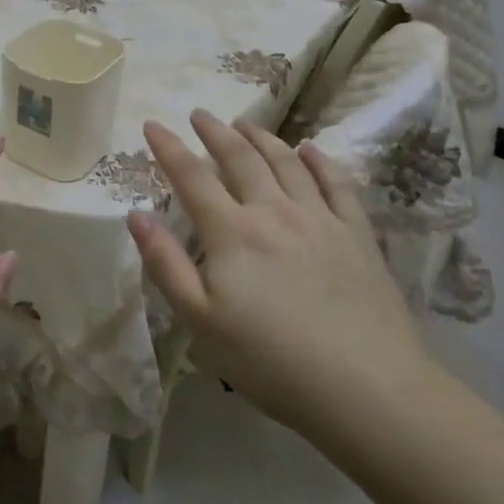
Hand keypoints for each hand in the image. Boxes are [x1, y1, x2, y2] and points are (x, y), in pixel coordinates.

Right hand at [127, 109, 437, 446]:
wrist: (367, 389)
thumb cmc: (270, 361)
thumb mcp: (201, 321)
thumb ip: (166, 264)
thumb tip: (136, 216)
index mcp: (232, 232)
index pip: (192, 177)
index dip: (169, 148)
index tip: (152, 124)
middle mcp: (274, 212)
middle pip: (240, 159)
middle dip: (215, 132)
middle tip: (200, 114)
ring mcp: (320, 219)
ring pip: (287, 162)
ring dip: (262, 137)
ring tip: (245, 123)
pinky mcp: (357, 235)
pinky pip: (337, 184)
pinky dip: (320, 161)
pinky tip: (310, 150)